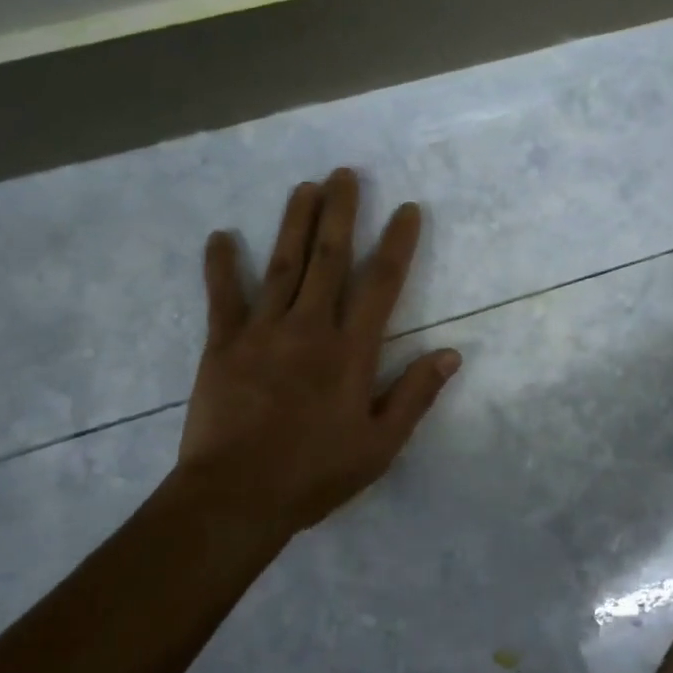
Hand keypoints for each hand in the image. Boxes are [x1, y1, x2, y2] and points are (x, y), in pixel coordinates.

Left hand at [176, 168, 461, 532]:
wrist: (235, 498)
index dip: (396, 242)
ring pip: (283, 264)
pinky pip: (223, 297)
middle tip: (344, 174)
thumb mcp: (380, 445)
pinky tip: (220, 236)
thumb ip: (415, 395)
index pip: (381, 283)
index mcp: (350, 351)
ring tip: (304, 186)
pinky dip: (221, 265)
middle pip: (329, 258)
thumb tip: (451, 353)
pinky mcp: (222, 345)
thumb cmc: (315, 473)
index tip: (406, 209)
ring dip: (294, 222)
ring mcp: (262, 332)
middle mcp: (309, 328)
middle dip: (339, 212)